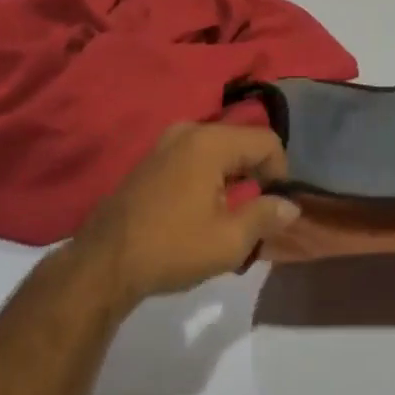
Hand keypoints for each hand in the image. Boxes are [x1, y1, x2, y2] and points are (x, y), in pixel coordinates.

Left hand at [74, 123, 300, 305]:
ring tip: (230, 214)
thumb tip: (291, 205)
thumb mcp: (228, 241)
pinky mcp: (151, 158)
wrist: (103, 263)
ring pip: (218, 149)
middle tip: (255, 213)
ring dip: (232, 176)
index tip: (275, 205)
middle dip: (256, 173)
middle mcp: (190, 130)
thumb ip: (265, 216)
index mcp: (211, 142)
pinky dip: (209, 175)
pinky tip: (202, 209)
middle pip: (242, 141)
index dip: (281, 171)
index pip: (266, 141)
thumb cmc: (171, 248)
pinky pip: (195, 155)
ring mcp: (166, 142)